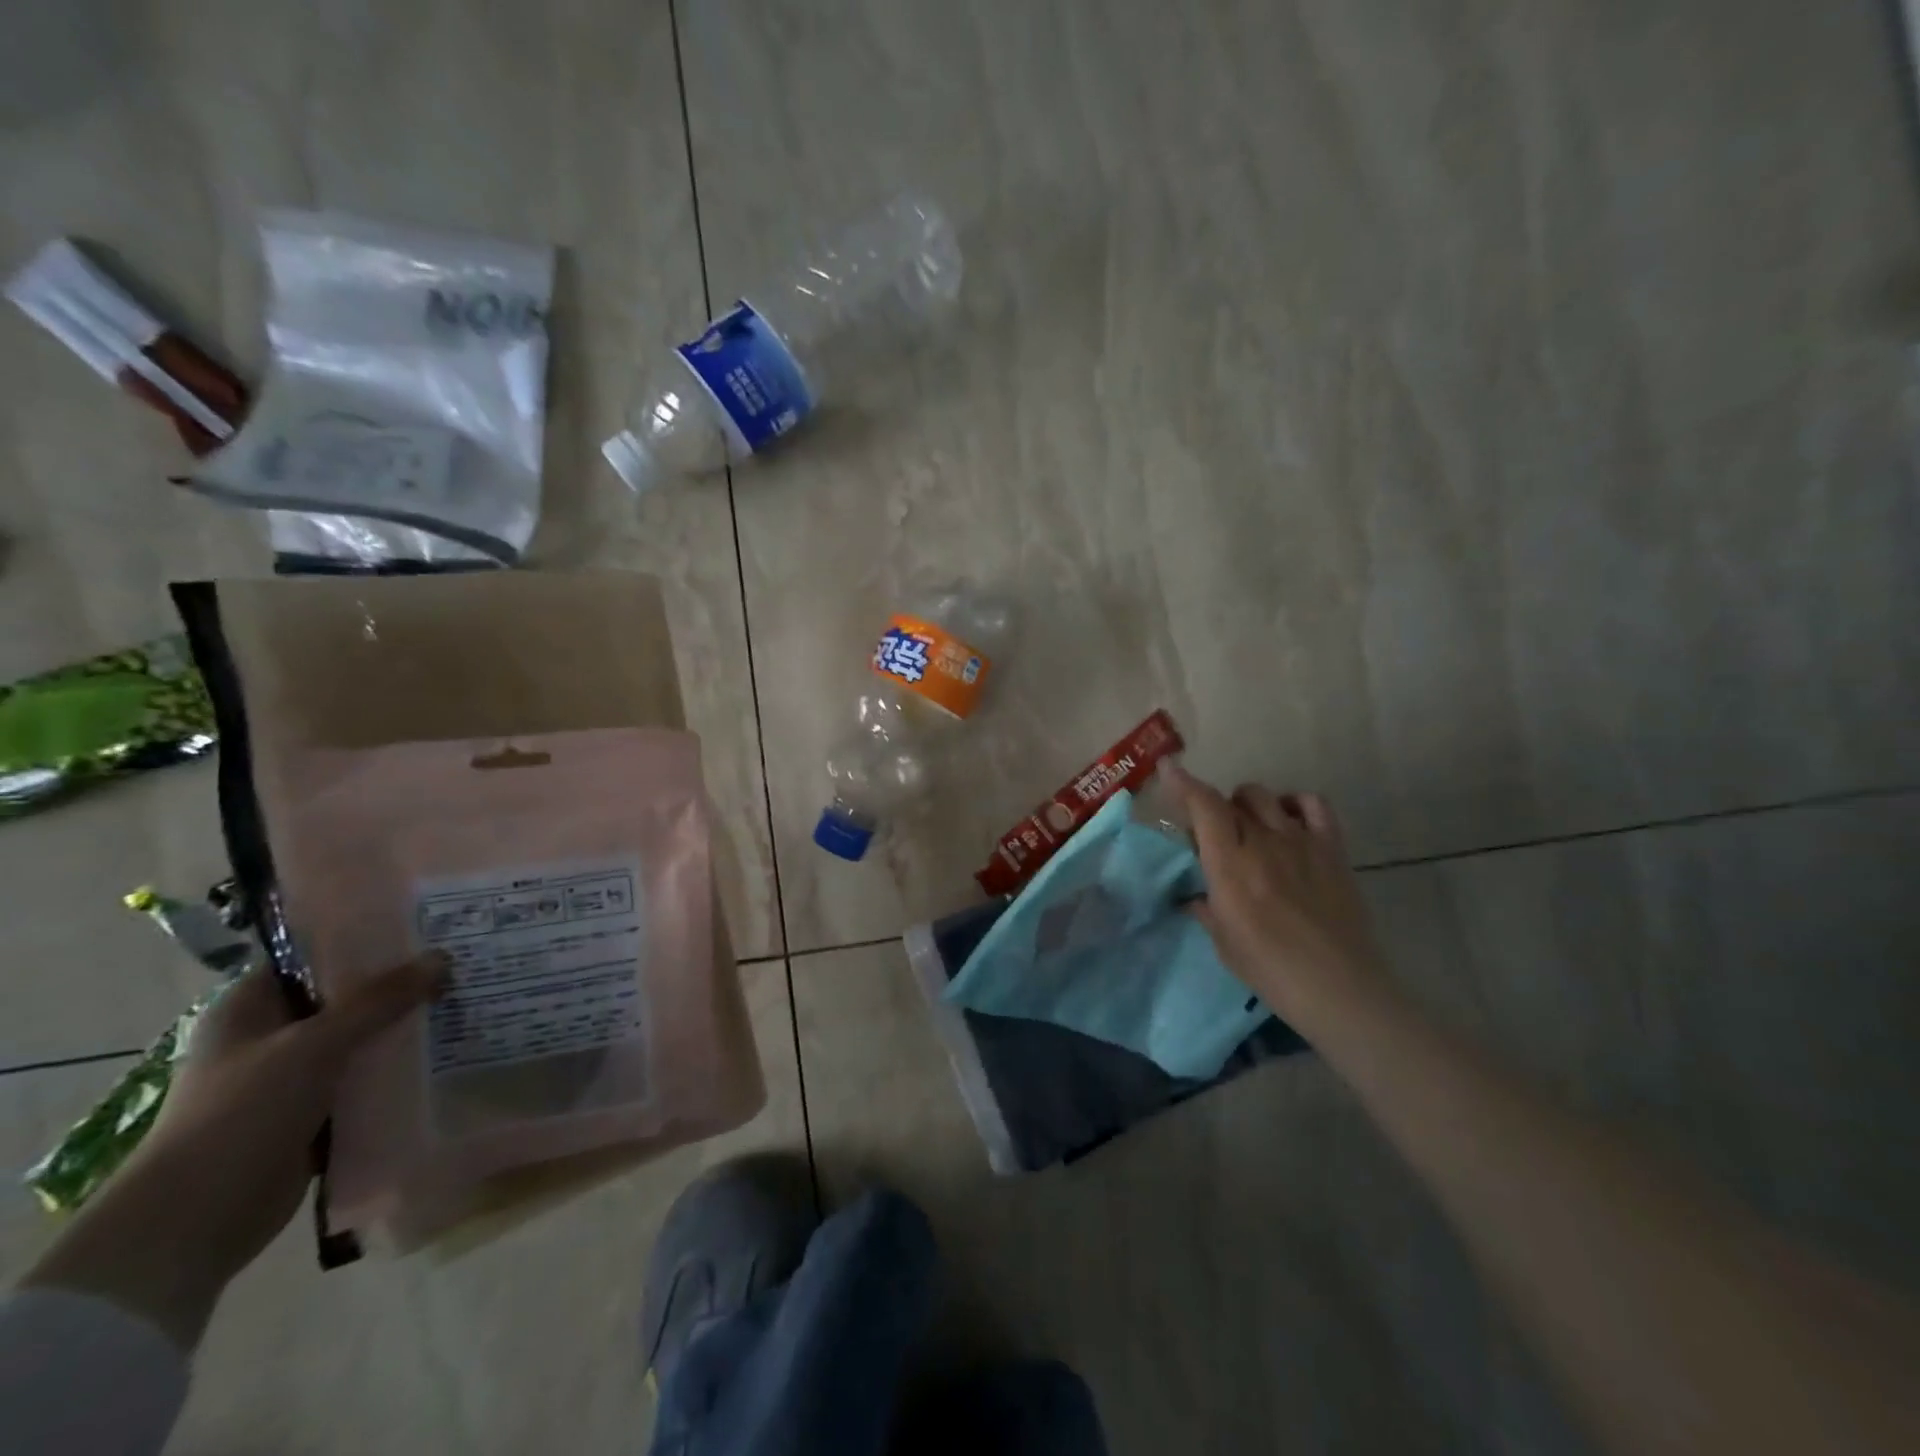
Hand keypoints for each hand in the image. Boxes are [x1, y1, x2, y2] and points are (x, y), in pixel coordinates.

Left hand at [22, 952, 444, 1346]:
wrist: (194, 1222)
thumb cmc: (241, 1114)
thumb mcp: (316, 1044)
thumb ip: (382, 999)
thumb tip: (444, 958)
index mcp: (251, 1007)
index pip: (316, 956)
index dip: (366, 941)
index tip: (425, 928)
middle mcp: (270, 1036)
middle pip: (346, 998)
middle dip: (399, 986)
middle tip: (459, 963)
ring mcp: (291, 1078)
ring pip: (360, 1040)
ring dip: (403, 1030)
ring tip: (464, 1004)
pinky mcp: (312, 1115)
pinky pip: (364, 1081)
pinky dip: (397, 1073)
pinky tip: (444, 1056)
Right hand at [1167, 764, 1386, 1024]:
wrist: (1340, 988)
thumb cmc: (1271, 970)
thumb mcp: (1223, 941)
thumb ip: (1206, 907)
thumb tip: (1196, 896)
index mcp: (1230, 865)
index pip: (1204, 807)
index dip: (1183, 783)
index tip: (1168, 767)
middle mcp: (1263, 842)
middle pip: (1230, 800)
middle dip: (1212, 809)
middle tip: (1211, 837)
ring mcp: (1301, 842)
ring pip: (1264, 797)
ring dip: (1246, 804)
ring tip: (1246, 826)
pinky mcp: (1332, 848)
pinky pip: (1312, 804)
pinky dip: (1293, 803)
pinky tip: (1287, 820)